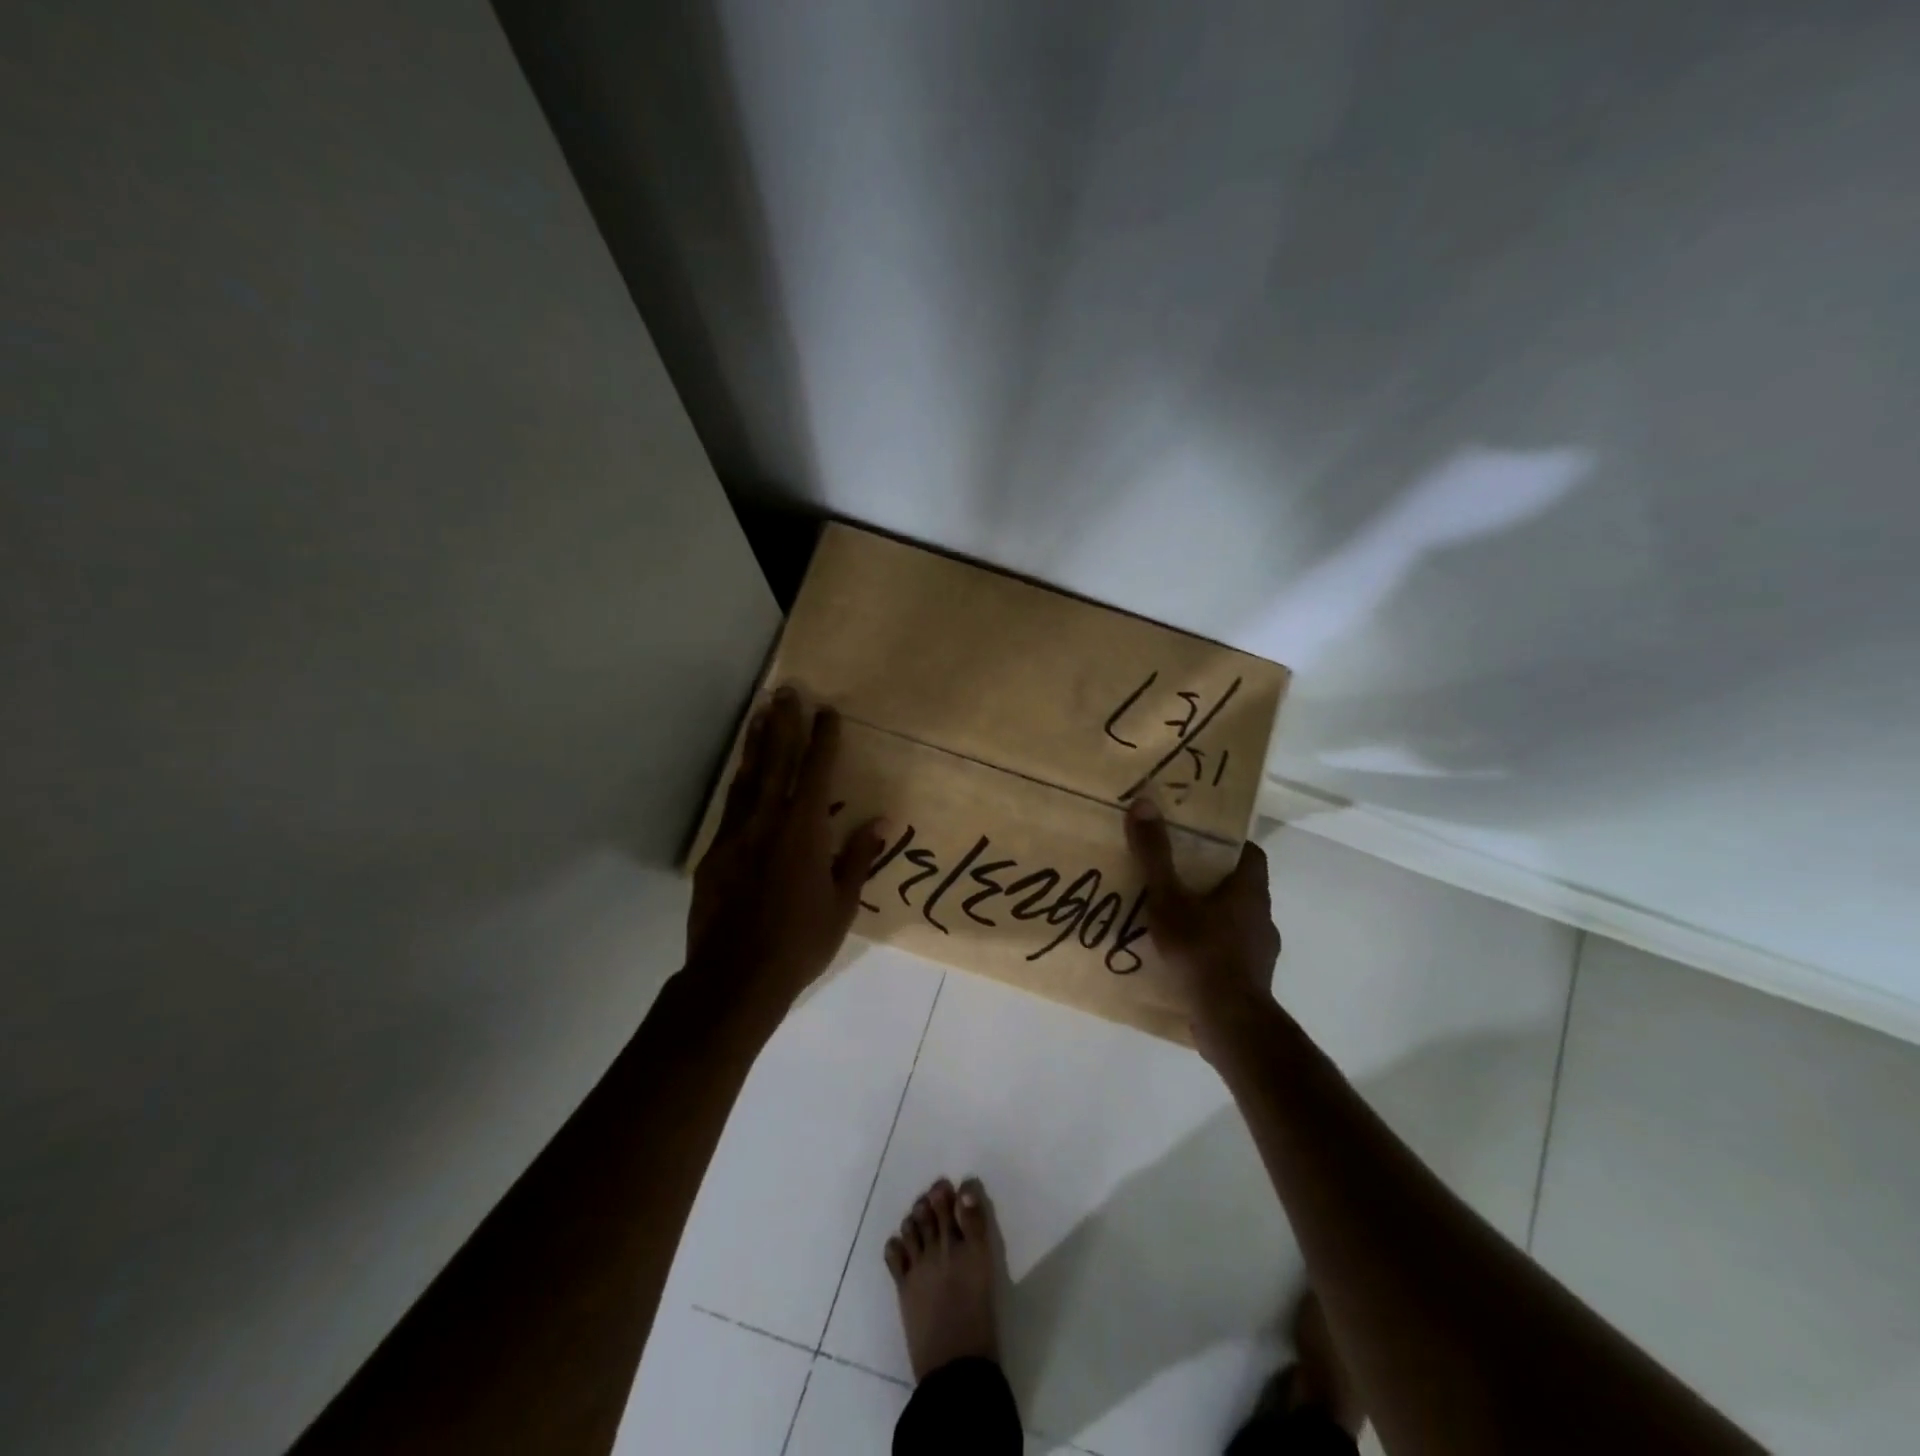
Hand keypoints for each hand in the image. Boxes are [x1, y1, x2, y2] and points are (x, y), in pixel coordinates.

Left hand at [688, 690, 886, 1016]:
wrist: (733, 978)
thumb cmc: (799, 943)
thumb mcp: (842, 905)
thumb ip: (858, 857)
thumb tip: (882, 821)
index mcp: (803, 832)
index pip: (815, 773)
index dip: (823, 740)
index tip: (828, 711)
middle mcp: (767, 823)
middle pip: (777, 763)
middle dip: (785, 725)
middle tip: (786, 691)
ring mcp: (735, 835)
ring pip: (747, 778)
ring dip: (757, 743)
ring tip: (760, 713)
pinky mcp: (714, 853)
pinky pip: (731, 805)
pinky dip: (740, 780)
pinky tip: (743, 771)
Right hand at [1124, 797, 1279, 1052]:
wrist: (1229, 1021)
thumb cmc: (1201, 951)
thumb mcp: (1168, 898)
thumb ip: (1155, 854)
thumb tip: (1144, 803)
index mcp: (1250, 891)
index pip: (1251, 853)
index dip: (1229, 844)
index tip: (1201, 839)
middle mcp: (1262, 916)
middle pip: (1241, 886)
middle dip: (1212, 878)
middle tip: (1177, 873)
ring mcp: (1260, 951)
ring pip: (1236, 920)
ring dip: (1212, 915)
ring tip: (1176, 917)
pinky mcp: (1251, 979)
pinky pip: (1231, 951)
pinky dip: (1211, 947)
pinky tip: (1184, 956)